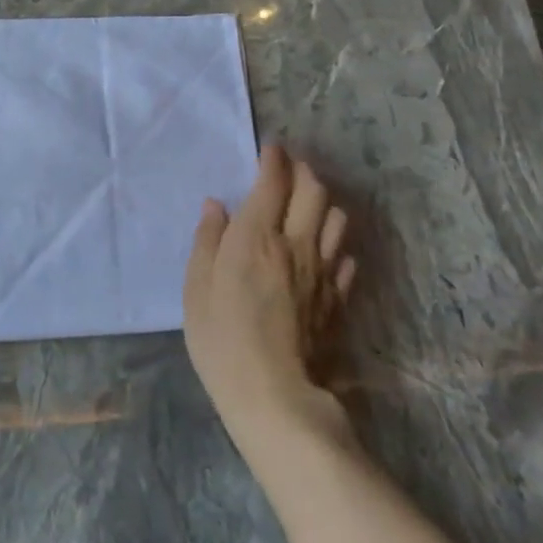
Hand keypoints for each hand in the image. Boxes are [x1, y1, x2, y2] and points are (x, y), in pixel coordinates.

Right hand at [183, 145, 355, 431]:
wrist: (273, 394)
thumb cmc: (221, 338)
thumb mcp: (197, 287)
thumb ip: (208, 240)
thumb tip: (218, 205)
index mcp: (256, 235)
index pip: (273, 182)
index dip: (273, 159)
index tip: (269, 148)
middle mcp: (296, 243)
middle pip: (313, 191)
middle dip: (303, 171)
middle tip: (290, 168)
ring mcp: (323, 271)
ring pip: (336, 219)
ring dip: (324, 202)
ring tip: (309, 203)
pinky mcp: (338, 299)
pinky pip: (345, 257)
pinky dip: (336, 243)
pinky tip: (325, 250)